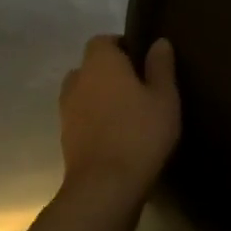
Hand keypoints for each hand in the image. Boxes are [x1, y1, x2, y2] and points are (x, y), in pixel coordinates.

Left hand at [59, 36, 179, 194]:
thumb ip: (161, 66)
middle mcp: (78, 82)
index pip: (102, 41)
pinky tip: (117, 133)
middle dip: (108, 72)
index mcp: (100, 64)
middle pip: (88, 67)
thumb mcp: (164, 96)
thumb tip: (158, 42)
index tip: (140, 58)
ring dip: (99, 97)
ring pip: (82, 93)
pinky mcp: (65, 141)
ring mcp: (67, 113)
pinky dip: (94, 120)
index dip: (120, 45)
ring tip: (126, 110)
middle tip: (136, 84)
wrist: (105, 189)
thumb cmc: (140, 132)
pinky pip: (80, 118)